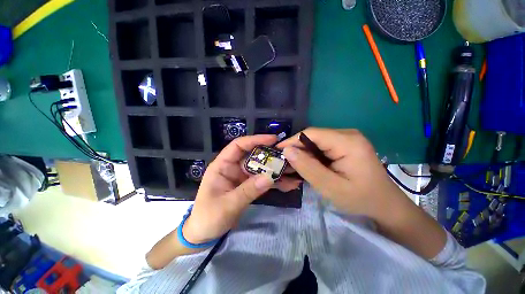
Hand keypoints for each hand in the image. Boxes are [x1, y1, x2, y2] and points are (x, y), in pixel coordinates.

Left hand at [183, 135, 301, 243]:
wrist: (205, 234)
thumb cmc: (208, 217)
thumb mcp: (227, 204)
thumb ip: (248, 190)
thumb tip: (269, 177)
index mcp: (222, 165)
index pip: (238, 146)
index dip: (255, 140)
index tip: (273, 139)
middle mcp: (233, 167)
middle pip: (254, 156)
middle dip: (271, 156)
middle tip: (289, 157)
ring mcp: (242, 177)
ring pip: (261, 169)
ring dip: (275, 170)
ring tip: (293, 172)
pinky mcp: (248, 186)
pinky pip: (262, 181)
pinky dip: (274, 182)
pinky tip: (288, 184)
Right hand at [277, 128, 409, 220]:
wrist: (385, 204)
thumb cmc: (360, 198)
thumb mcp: (330, 187)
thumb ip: (307, 167)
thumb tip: (287, 151)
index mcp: (348, 142)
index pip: (311, 134)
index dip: (292, 141)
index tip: (278, 151)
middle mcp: (348, 134)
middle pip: (313, 136)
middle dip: (298, 149)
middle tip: (285, 163)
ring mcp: (348, 138)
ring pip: (316, 141)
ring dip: (304, 153)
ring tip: (295, 166)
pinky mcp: (346, 144)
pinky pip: (323, 146)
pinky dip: (312, 155)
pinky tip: (309, 165)